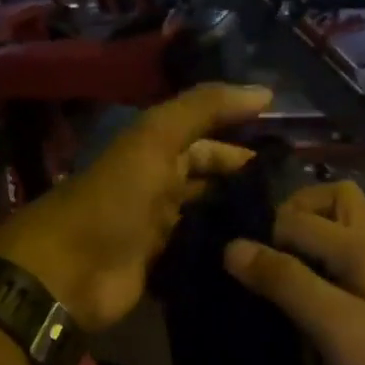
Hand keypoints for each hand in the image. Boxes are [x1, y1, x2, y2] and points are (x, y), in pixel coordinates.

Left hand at [0, 83, 272, 331]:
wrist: (68, 272)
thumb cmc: (113, 199)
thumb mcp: (156, 139)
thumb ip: (205, 109)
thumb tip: (266, 92)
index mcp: (156, 153)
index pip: (210, 143)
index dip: (245, 148)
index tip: (292, 165)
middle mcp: (160, 189)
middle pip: (211, 184)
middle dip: (247, 190)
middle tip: (297, 208)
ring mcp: (160, 232)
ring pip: (208, 221)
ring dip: (239, 225)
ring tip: (288, 236)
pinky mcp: (161, 270)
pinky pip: (199, 256)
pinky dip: (223, 257)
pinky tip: (258, 263)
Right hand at [223, 181, 364, 364]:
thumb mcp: (331, 323)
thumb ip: (285, 280)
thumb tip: (232, 247)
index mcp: (363, 245)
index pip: (298, 217)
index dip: (264, 236)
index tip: (237, 269)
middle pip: (335, 200)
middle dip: (295, 213)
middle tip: (265, 251)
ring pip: (344, 227)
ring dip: (310, 233)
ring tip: (278, 267)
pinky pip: (347, 256)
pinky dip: (321, 258)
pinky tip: (303, 291)